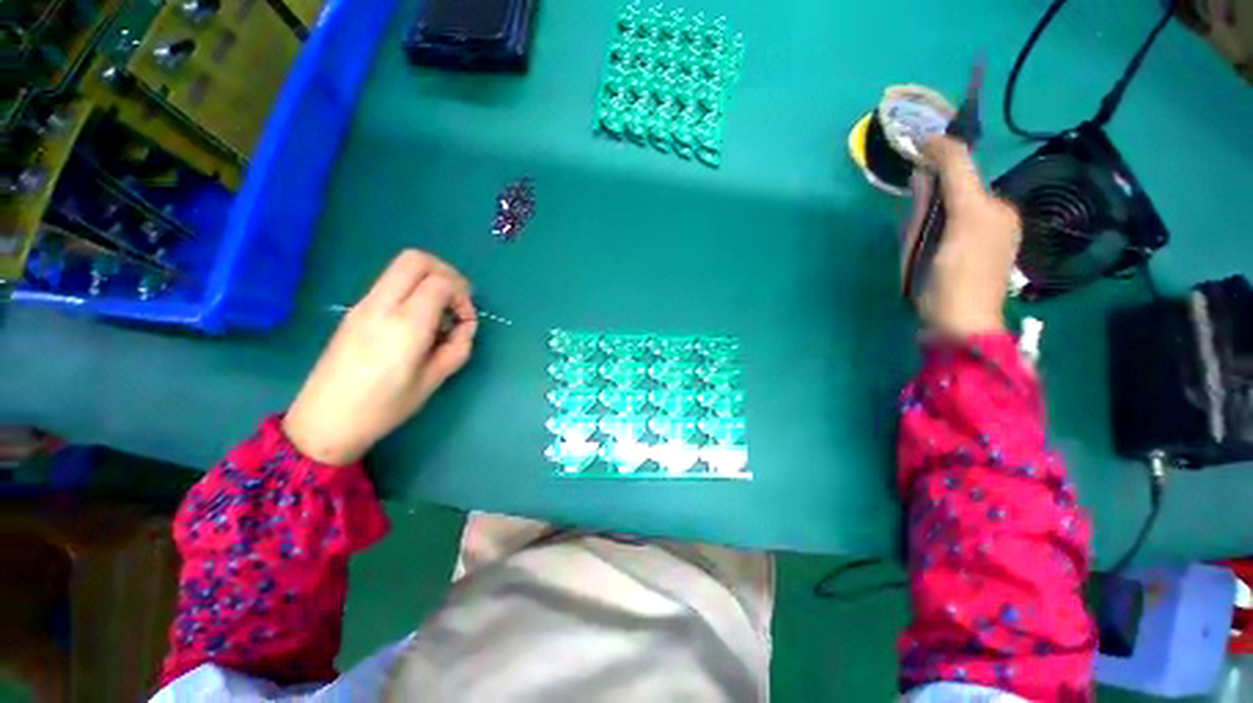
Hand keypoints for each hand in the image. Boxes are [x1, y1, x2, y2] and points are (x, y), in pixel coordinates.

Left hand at [283, 250, 477, 464]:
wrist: (324, 421)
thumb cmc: (384, 406)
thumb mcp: (434, 380)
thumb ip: (458, 347)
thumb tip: (464, 326)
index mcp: (406, 325)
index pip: (440, 282)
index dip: (462, 296)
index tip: (465, 320)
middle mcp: (382, 305)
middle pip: (416, 260)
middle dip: (446, 273)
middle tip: (456, 300)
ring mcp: (364, 305)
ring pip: (401, 268)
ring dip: (428, 280)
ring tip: (438, 313)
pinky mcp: (355, 311)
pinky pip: (389, 284)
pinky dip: (412, 290)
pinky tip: (417, 321)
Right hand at [902, 136, 1021, 338]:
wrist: (964, 326)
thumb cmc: (941, 286)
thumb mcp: (925, 244)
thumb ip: (928, 204)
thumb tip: (924, 171)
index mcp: (984, 209)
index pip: (961, 166)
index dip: (940, 150)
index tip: (918, 141)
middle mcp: (999, 211)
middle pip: (963, 183)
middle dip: (940, 181)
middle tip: (919, 190)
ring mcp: (1003, 228)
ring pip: (968, 199)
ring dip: (947, 199)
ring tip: (928, 220)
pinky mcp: (1000, 243)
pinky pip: (975, 215)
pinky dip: (956, 215)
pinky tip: (942, 236)